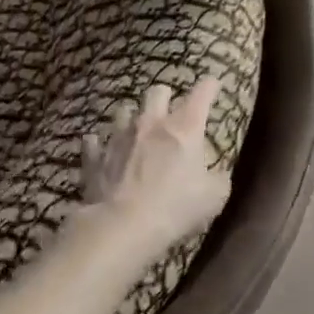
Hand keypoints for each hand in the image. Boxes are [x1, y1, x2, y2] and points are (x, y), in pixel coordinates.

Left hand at [75, 76, 231, 263]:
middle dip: (166, 97)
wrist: (122, 227)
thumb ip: (219, 179)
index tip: (214, 85)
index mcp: (185, 128)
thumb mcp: (214, 198)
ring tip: (136, 132)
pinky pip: (95, 143)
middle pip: (158, 92)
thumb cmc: (175, 208)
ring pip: (124, 111)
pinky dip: (100, 145)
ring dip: (132, 118)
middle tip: (170, 112)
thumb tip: (218, 174)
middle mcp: (152, 123)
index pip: (202, 93)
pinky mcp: (96, 157)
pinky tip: (103, 151)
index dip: (210, 86)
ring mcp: (120, 137)